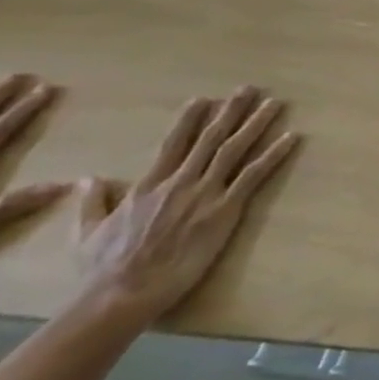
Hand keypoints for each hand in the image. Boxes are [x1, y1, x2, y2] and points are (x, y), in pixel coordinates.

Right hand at [76, 88, 298, 322]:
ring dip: (257, 124)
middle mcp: (180, 182)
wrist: (122, 291)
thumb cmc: (103, 268)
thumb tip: (90, 178)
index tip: (204, 99)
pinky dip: (274, 154)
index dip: (190, 120)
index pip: (173, 144)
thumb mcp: (87, 231)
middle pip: (211, 139)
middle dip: (231, 111)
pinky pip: (255, 175)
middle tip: (249, 89)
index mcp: (148, 186)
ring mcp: (205, 193)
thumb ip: (94, 202)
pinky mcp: (226, 209)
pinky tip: (291, 137)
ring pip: (235, 149)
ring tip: (274, 103)